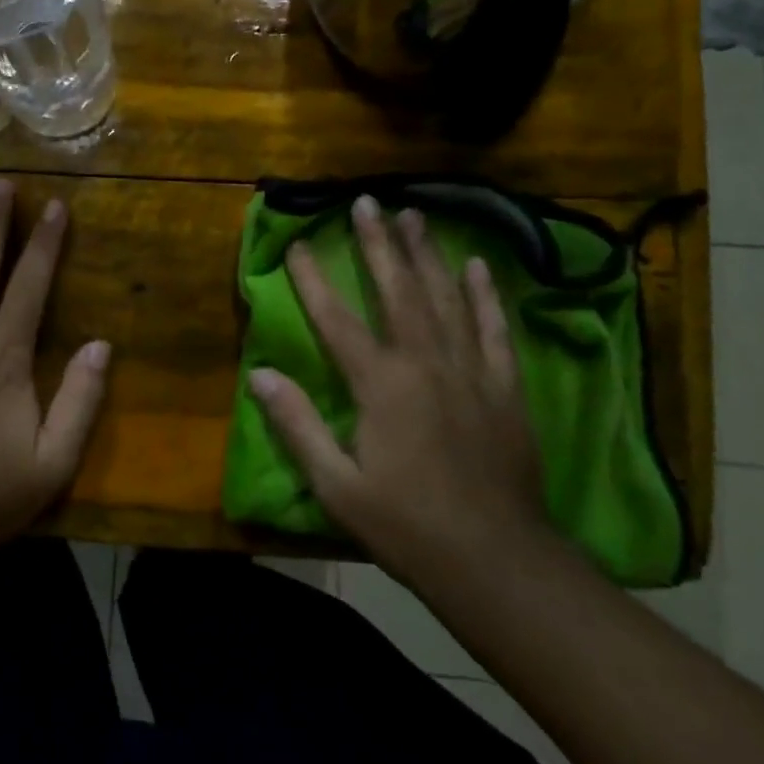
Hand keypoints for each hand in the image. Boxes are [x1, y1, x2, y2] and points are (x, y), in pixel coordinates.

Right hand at [249, 195, 550, 589]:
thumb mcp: (336, 485)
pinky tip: (478, 266)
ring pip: (446, 299)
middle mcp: (425, 364)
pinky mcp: (505, 388)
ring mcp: (471, 372)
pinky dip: (485, 295)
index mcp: (380, 385)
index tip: (298, 243)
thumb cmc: (406, 525)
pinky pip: (494, 330)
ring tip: (416, 215)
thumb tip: (258, 374)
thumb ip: (296, 425)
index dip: (313, 279)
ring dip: (427, 254)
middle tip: (368, 201)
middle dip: (379, 244)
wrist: (497, 562)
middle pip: (398, 291)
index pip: (337, 319)